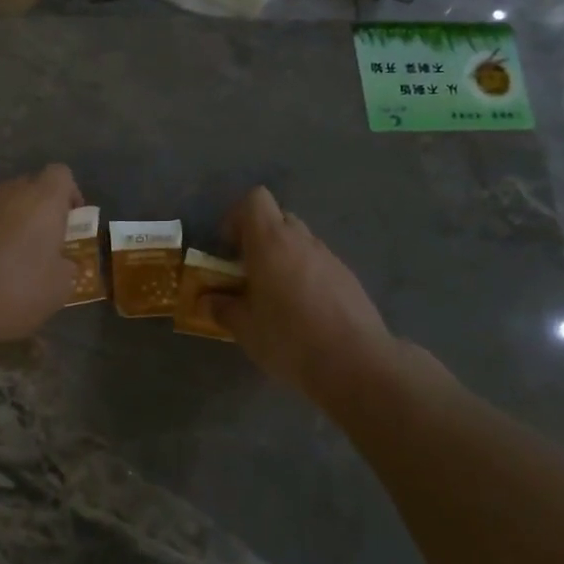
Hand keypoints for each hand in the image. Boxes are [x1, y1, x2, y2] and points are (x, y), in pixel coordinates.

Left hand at [0, 165, 82, 346]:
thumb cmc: (17, 288)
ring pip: (6, 204)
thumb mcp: (60, 287)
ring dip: (16, 223)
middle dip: (43, 209)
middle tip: (49, 241)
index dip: (70, 194)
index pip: (61, 174)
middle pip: (32, 186)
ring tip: (20, 256)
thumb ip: (68, 267)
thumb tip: (62, 263)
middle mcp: (11, 192)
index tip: (73, 222)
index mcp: (43, 199)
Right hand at [206, 187, 402, 402]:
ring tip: (276, 296)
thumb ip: (222, 308)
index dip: (237, 218)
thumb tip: (207, 300)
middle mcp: (302, 241)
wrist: (355, 363)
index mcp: (271, 242)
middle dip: (260, 238)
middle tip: (248, 272)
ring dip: (284, 258)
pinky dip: (306, 276)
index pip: (254, 200)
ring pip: (301, 242)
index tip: (228, 249)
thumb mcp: (244, 329)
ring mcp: (330, 258)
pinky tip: (304, 311)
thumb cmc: (289, 339)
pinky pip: (320, 264)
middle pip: (279, 218)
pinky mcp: (349, 278)